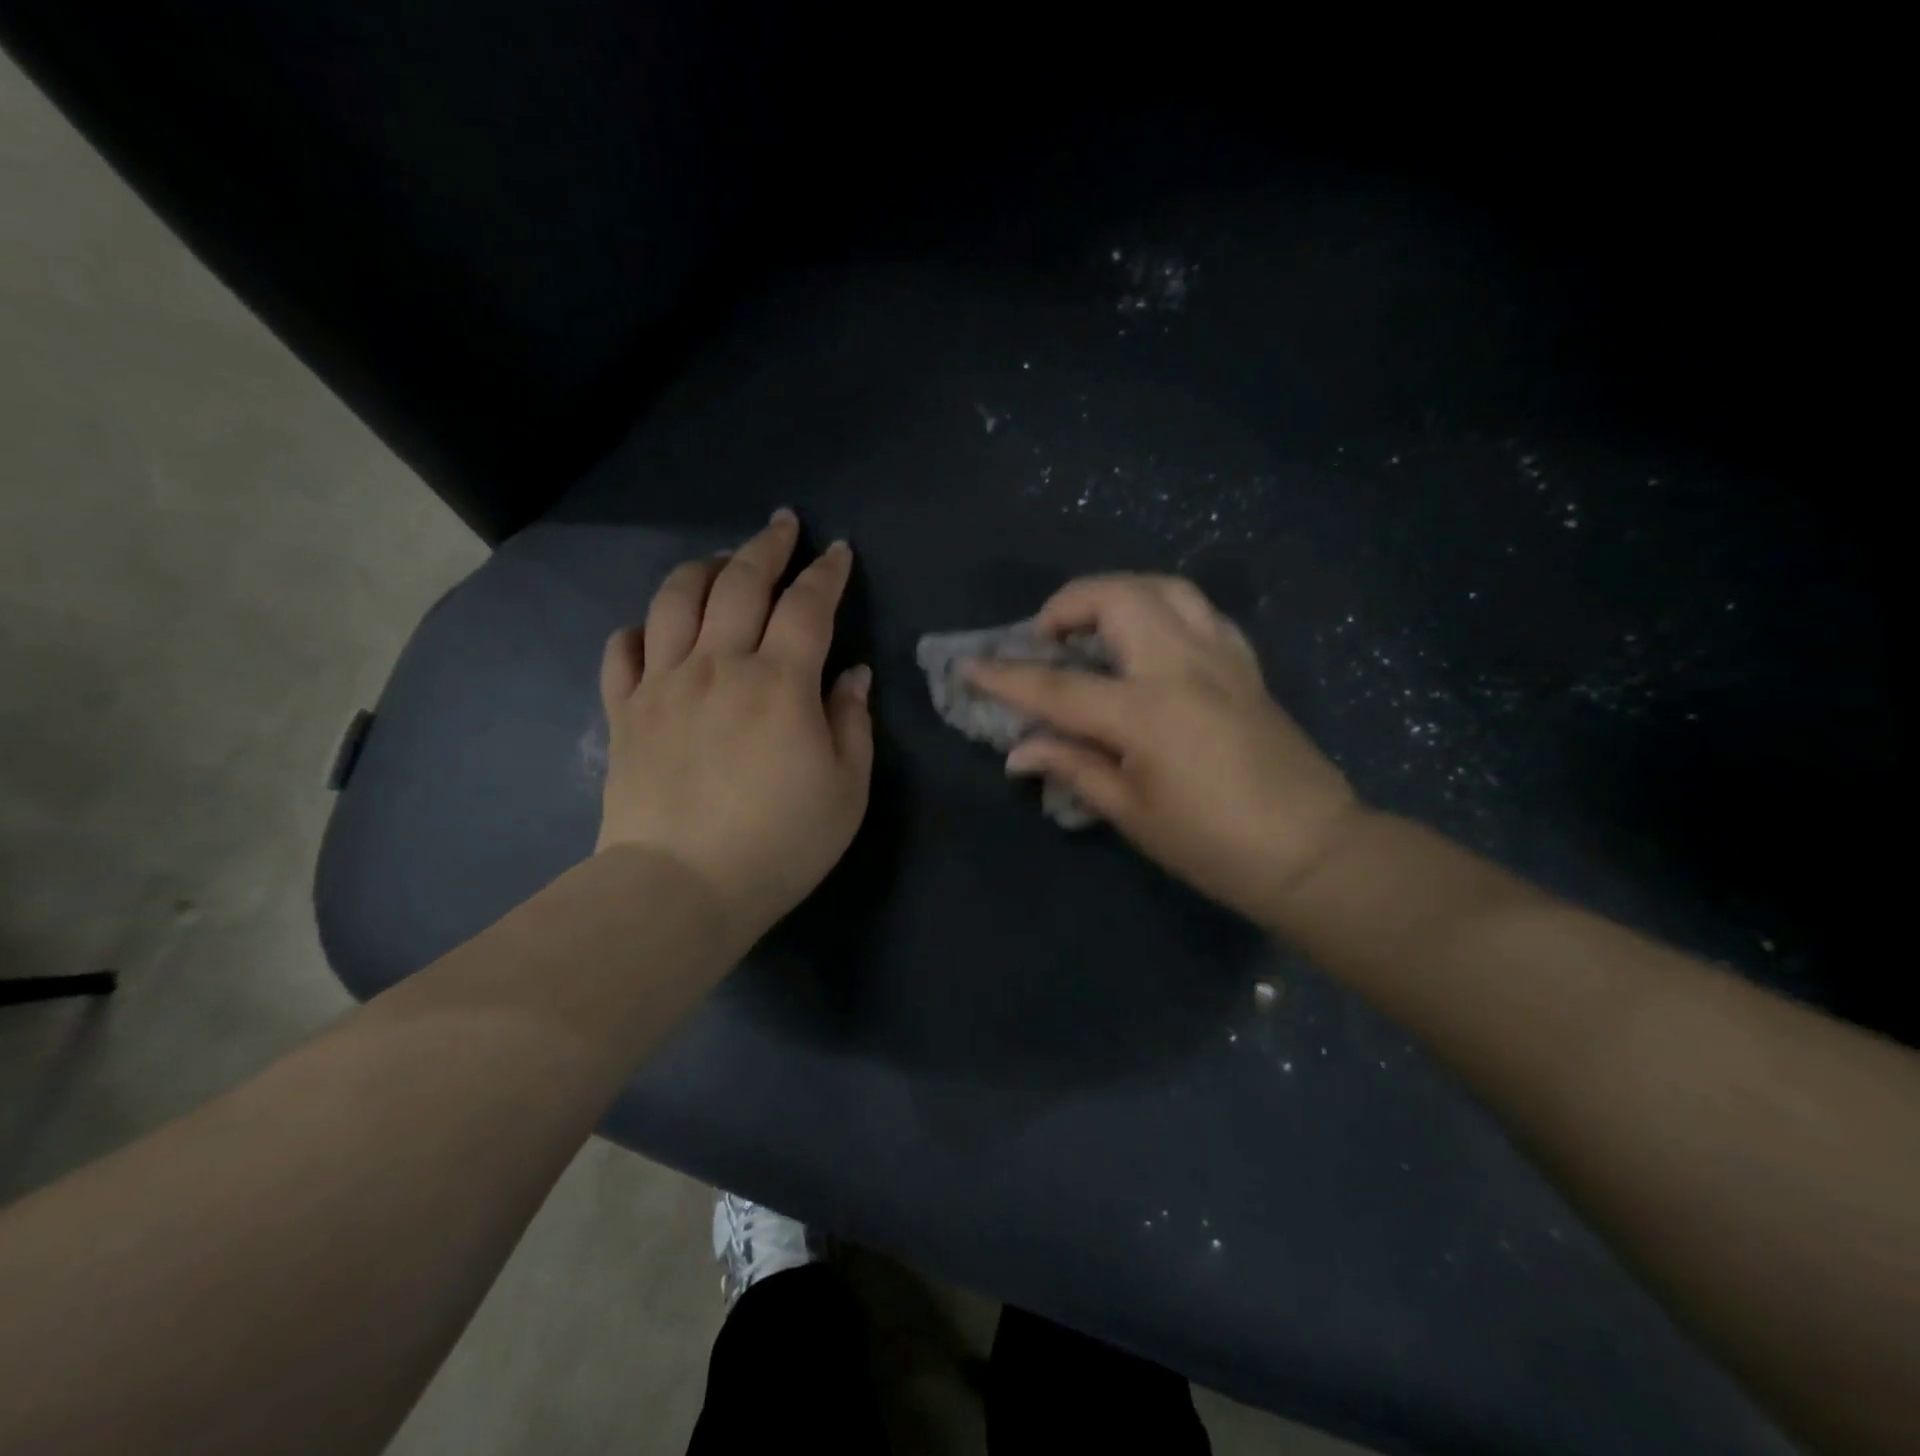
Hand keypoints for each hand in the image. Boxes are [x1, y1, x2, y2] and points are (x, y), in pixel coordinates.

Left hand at [596, 510, 872, 937]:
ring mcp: (664, 684)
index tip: (837, 552)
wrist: (681, 887)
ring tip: (719, 561)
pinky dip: (638, 630)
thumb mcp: (845, 789)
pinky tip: (652, 630)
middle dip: (766, 548)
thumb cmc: (780, 842)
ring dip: (702, 569)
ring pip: (675, 601)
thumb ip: (852, 723)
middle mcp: (719, 665)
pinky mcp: (625, 713)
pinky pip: (623, 653)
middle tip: (782, 526)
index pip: (808, 606)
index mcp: (780, 681)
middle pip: (739, 584)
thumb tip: (852, 675)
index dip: (826, 574)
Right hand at [966, 574, 1363, 922]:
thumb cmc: (1214, 845)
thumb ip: (1074, 768)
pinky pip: (1199, 613)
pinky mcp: (1246, 665)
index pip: (1058, 686)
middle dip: (1067, 605)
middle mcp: (1183, 666)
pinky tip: (1150, 642)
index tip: (969, 667)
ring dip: (1117, 595)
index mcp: (1147, 711)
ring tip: (1094, 629)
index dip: (1006, 678)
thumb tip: (1018, 752)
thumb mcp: (1133, 813)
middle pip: (1117, 597)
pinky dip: (1163, 611)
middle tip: (1045, 640)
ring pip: (1163, 588)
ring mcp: (1221, 658)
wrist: (1311, 851)